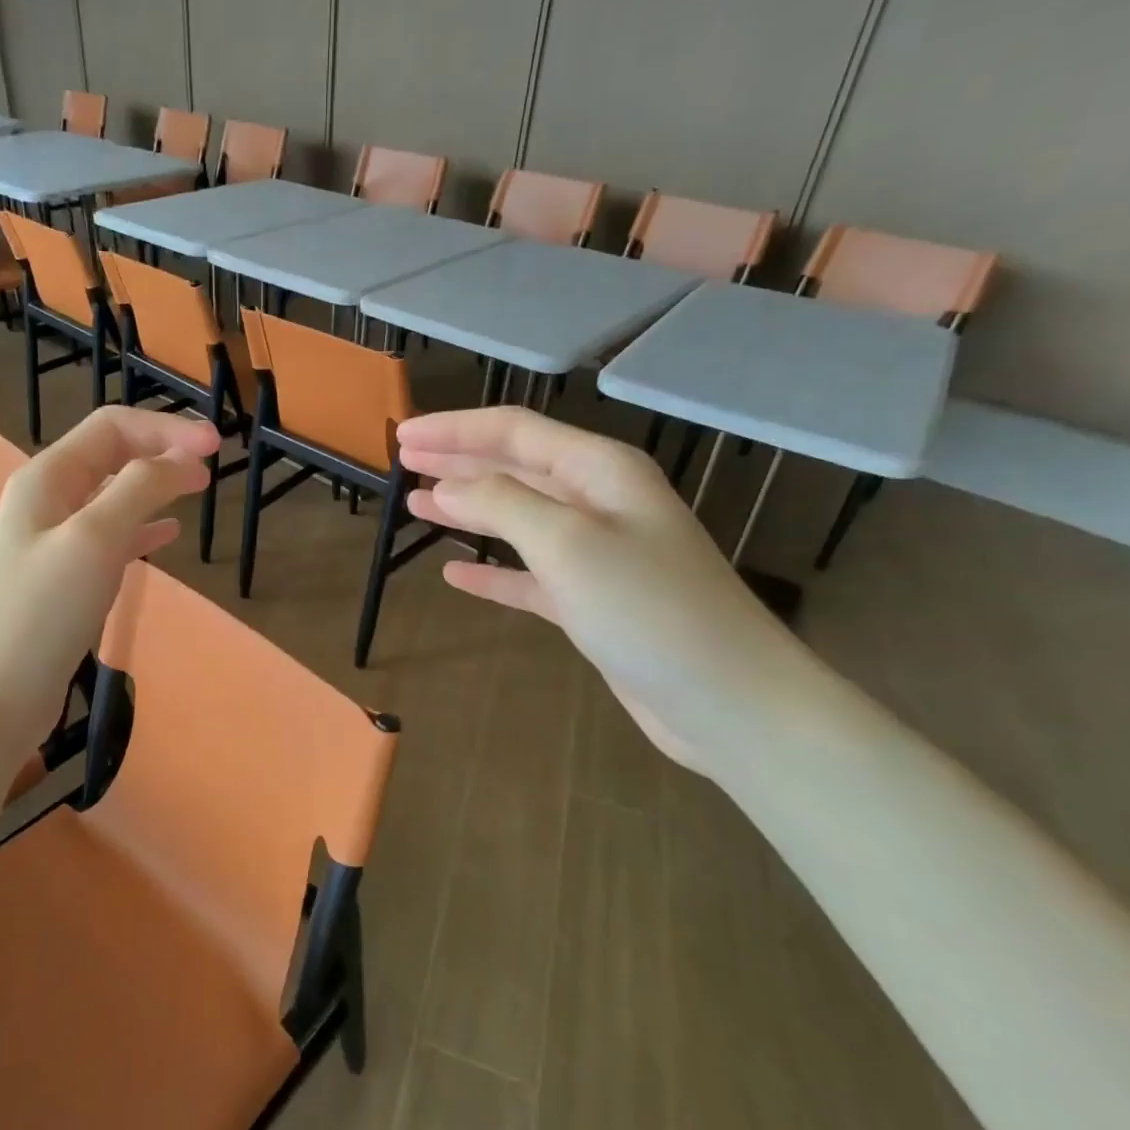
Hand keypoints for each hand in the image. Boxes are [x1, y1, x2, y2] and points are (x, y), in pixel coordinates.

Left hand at [0, 406, 219, 758]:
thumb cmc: (42, 612)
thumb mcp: (95, 538)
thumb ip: (141, 488)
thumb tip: (186, 458)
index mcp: (47, 477)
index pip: (113, 427)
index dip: (167, 428)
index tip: (218, 447)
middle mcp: (46, 500)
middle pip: (111, 454)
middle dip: (161, 450)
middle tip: (212, 466)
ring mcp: (52, 541)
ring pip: (113, 495)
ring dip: (155, 485)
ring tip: (197, 489)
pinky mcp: (63, 579)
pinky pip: (110, 537)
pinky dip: (142, 527)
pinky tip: (167, 535)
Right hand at [398, 407, 832, 779]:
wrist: (727, 700)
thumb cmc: (649, 608)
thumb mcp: (568, 543)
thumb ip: (502, 505)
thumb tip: (446, 487)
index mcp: (600, 470)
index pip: (514, 431)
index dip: (454, 429)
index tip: (402, 435)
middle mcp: (599, 501)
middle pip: (515, 468)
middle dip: (458, 461)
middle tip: (403, 462)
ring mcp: (597, 553)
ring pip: (518, 518)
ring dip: (468, 510)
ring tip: (416, 506)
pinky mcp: (592, 601)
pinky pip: (529, 574)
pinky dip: (493, 570)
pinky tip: (456, 573)